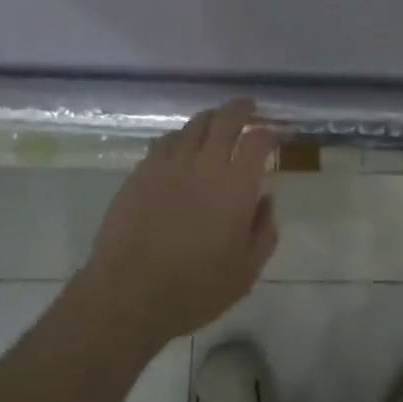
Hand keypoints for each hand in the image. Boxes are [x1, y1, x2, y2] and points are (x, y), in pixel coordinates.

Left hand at [79, 99, 277, 350]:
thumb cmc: (196, 288)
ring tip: (216, 120)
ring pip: (193, 125)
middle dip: (241, 109)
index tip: (272, 133)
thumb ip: (264, 231)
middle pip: (225, 120)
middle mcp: (206, 165)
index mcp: (237, 186)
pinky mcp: (141, 172)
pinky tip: (180, 145)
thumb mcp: (246, 271)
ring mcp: (170, 165)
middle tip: (248, 106)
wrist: (130, 294)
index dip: (268, 131)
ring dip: (210, 118)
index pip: (257, 141)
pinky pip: (164, 142)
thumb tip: (265, 200)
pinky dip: (179, 136)